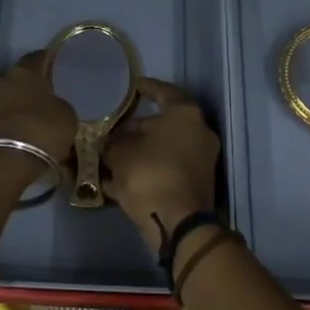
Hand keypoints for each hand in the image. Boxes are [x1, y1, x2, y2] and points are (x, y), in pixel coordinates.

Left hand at [0, 53, 77, 182]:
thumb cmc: (39, 131)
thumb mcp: (66, 117)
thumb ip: (59, 106)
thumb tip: (52, 107)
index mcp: (24, 71)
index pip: (37, 58)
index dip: (47, 62)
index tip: (55, 67)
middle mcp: (0, 81)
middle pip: (17, 81)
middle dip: (29, 91)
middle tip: (44, 103)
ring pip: (5, 103)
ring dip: (16, 111)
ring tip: (33, 127)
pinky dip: (8, 129)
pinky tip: (20, 141)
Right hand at [103, 78, 219, 244]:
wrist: (177, 223)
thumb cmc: (149, 173)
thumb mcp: (119, 152)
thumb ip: (112, 141)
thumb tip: (108, 142)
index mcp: (185, 115)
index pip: (164, 92)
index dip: (146, 88)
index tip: (133, 86)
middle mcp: (199, 133)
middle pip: (164, 124)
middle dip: (137, 129)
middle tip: (113, 131)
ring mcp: (201, 161)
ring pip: (164, 150)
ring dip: (140, 152)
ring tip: (110, 157)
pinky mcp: (196, 185)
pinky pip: (166, 171)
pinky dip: (147, 172)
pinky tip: (120, 181)